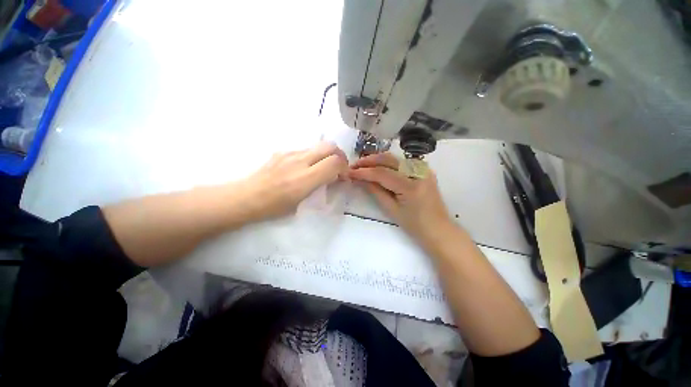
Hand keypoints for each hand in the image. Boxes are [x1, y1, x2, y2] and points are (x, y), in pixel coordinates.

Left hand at [238, 142, 347, 220]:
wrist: (247, 197)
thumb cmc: (274, 207)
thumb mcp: (302, 202)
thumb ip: (319, 185)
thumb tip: (331, 177)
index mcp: (306, 178)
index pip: (335, 162)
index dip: (344, 167)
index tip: (343, 176)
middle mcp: (300, 161)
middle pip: (330, 146)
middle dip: (339, 155)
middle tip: (338, 167)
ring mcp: (290, 153)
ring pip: (318, 146)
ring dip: (325, 155)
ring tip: (321, 168)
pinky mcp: (282, 151)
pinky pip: (305, 150)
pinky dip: (312, 156)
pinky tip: (304, 167)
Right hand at [348, 152, 453, 243]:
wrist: (438, 229)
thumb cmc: (415, 225)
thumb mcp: (392, 210)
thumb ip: (376, 191)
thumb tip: (361, 179)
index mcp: (410, 185)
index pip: (381, 173)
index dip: (364, 172)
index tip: (349, 172)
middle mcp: (418, 172)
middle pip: (388, 159)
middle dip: (369, 161)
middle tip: (354, 166)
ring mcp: (423, 169)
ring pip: (394, 158)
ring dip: (377, 160)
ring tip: (362, 165)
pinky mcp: (423, 170)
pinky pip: (401, 162)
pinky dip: (387, 163)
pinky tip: (378, 167)